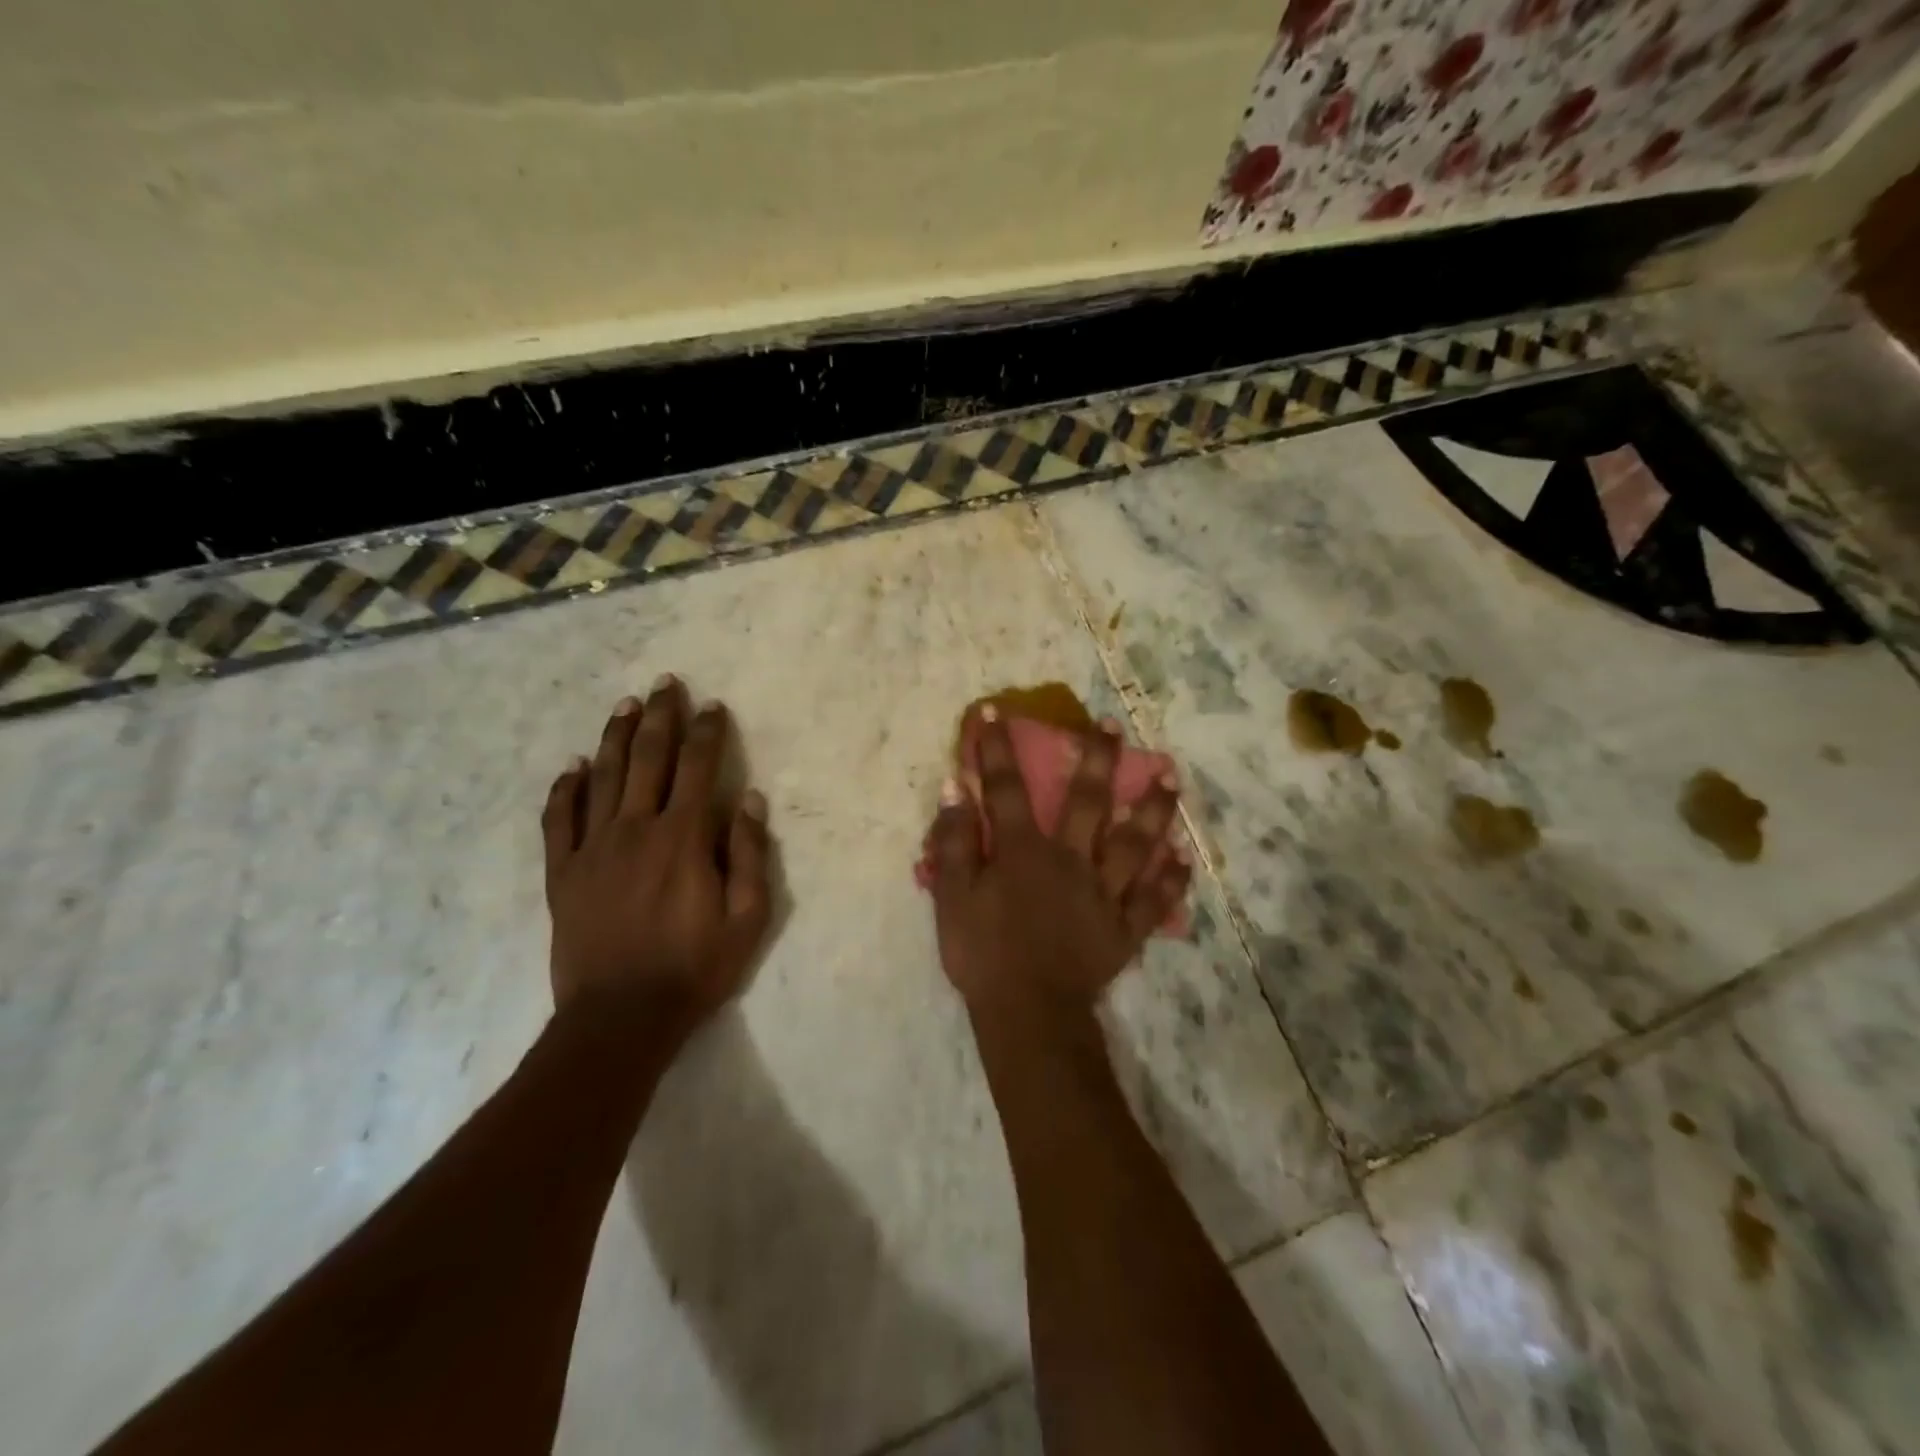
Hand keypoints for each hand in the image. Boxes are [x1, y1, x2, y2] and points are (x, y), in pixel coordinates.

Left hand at [542, 677, 772, 1040]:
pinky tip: (571, 767)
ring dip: (615, 737)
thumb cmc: (694, 967)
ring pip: (602, 777)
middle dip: (660, 716)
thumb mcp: (748, 918)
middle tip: (666, 683)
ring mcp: (592, 848)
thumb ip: (749, 854)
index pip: (697, 768)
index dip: (707, 732)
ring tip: (625, 705)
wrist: (620, 1018)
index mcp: (683, 837)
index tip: (712, 706)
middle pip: (648, 758)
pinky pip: (559, 820)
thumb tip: (749, 799)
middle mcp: (636, 829)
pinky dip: (564, 789)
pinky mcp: (562, 873)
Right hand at [924, 707, 1191, 1017]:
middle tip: (1113, 725)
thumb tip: (956, 790)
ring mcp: (1104, 893)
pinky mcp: (1124, 927)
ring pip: (1134, 842)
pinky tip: (1184, 856)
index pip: (1007, 789)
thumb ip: (954, 843)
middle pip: (1087, 801)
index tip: (996, 712)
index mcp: (1024, 851)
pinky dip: (1170, 878)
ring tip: (1171, 777)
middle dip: (1097, 758)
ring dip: (1153, 808)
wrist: (1027, 1015)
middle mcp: (1070, 860)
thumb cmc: (983, 955)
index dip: (997, 749)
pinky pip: (1153, 899)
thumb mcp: (952, 898)